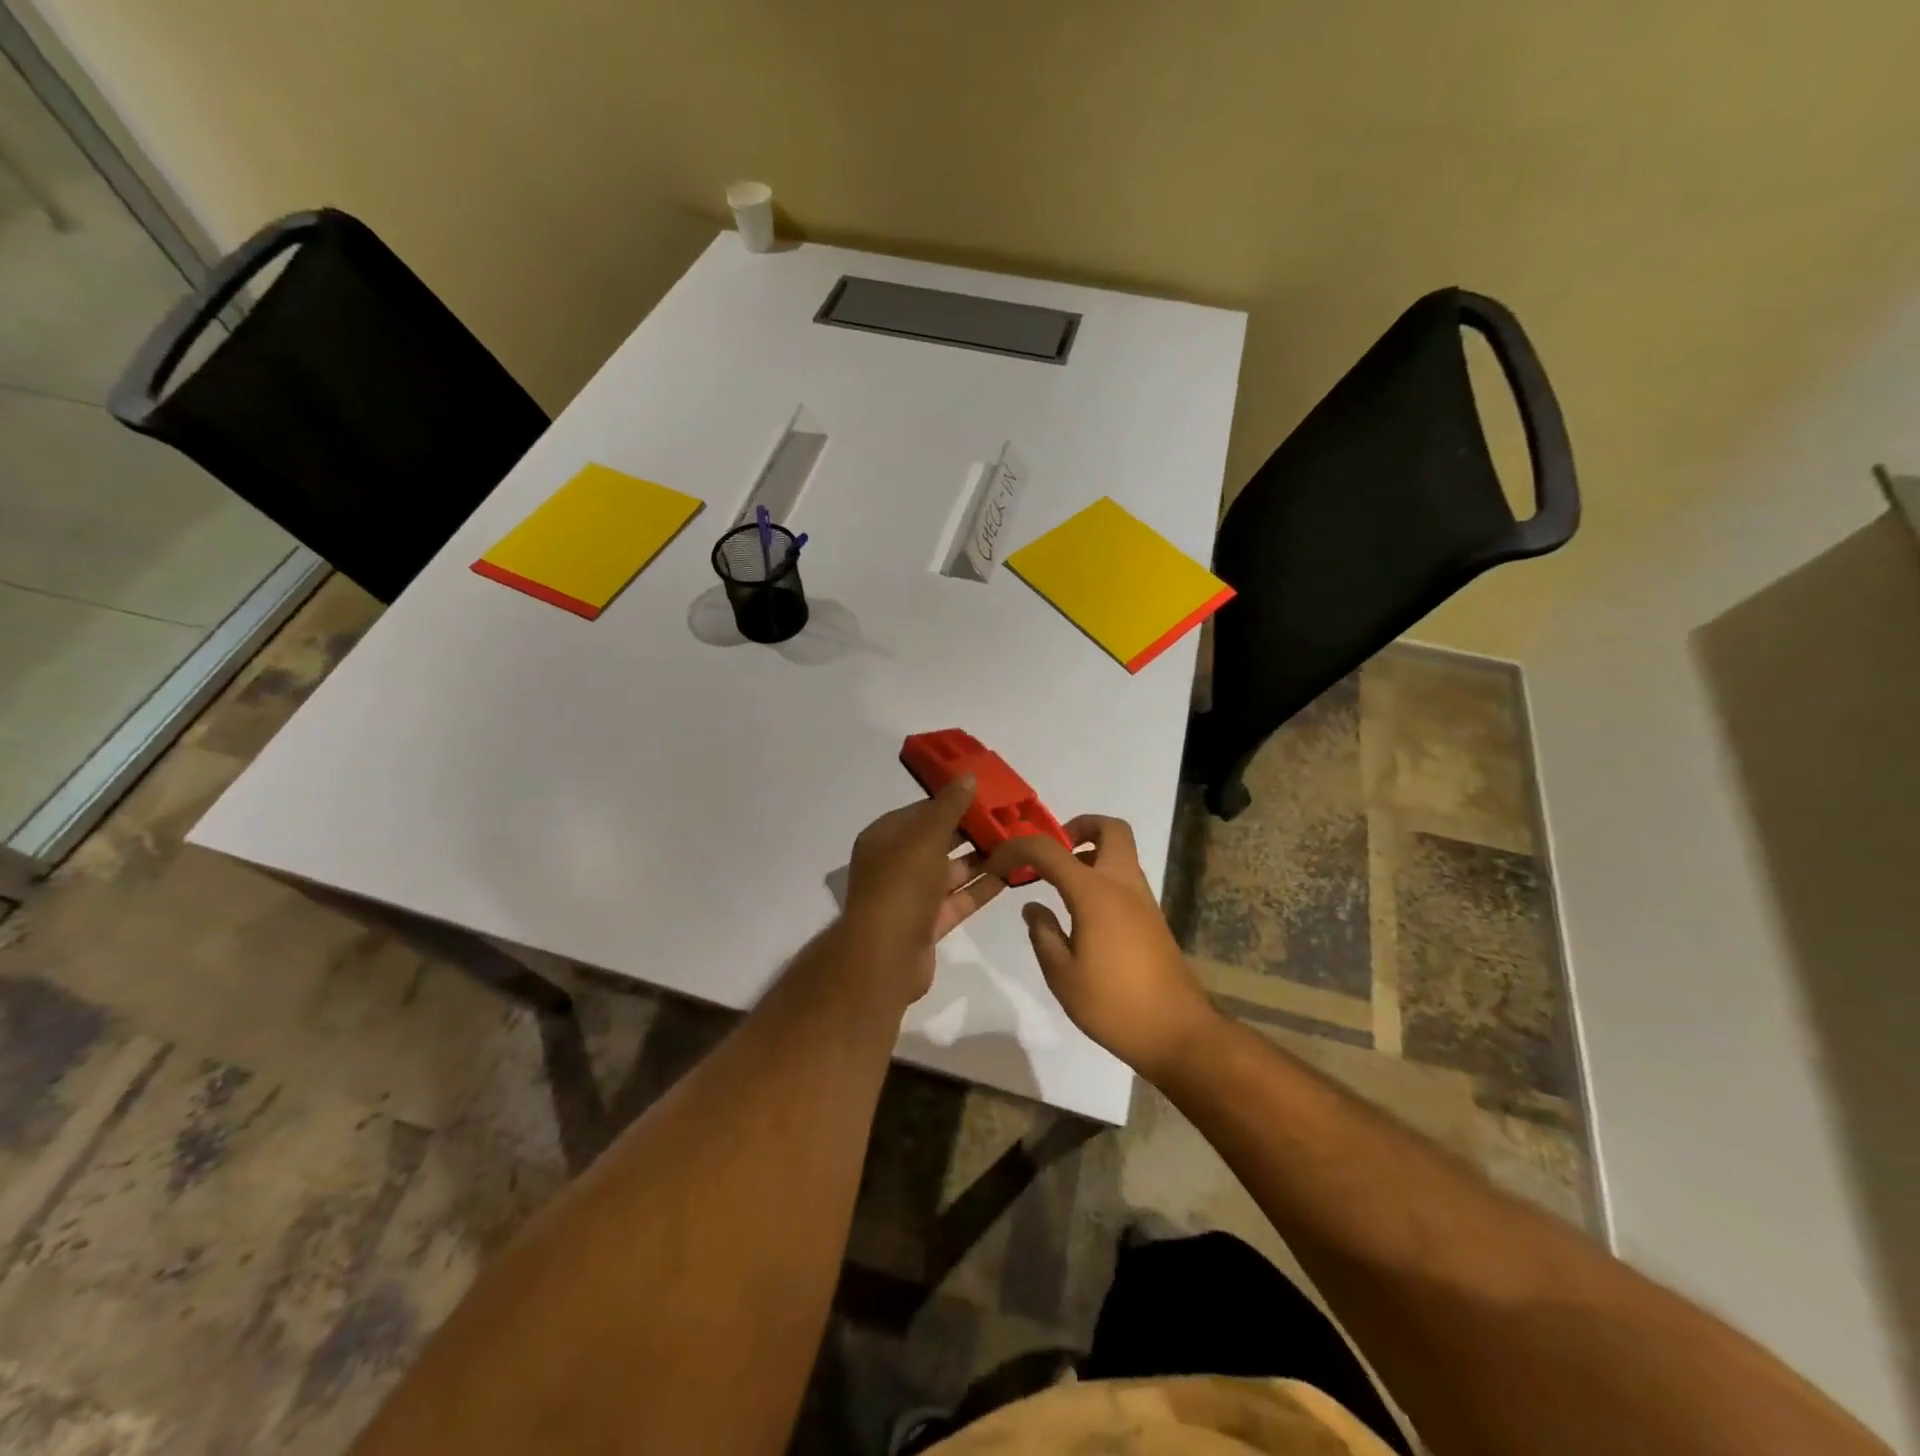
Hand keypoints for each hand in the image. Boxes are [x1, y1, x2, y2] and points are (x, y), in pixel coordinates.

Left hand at [841, 776, 1003, 1002]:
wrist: (885, 957)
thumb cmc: (902, 886)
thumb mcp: (926, 837)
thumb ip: (949, 807)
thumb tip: (967, 776)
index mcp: (884, 838)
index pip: (921, 812)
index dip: (952, 802)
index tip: (986, 796)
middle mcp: (895, 864)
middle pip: (937, 841)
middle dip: (970, 832)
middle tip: (1008, 820)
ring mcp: (910, 897)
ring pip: (949, 872)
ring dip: (980, 860)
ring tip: (1016, 845)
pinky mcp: (927, 924)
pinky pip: (957, 900)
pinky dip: (980, 889)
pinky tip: (1010, 876)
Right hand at [986, 816, 1218, 1081]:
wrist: (1177, 1033)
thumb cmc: (1113, 1005)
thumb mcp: (1062, 976)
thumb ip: (1043, 934)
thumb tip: (1033, 908)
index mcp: (1095, 893)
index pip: (1050, 850)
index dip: (1018, 848)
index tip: (997, 863)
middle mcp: (1123, 884)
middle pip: (1110, 828)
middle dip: (1077, 828)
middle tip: (1051, 855)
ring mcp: (1143, 900)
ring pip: (1120, 852)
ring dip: (1090, 853)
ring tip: (1058, 886)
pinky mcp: (1152, 918)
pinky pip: (1125, 878)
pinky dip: (1101, 877)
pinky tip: (1081, 913)